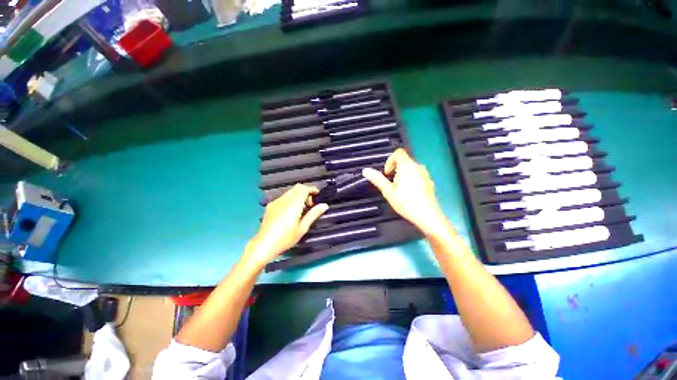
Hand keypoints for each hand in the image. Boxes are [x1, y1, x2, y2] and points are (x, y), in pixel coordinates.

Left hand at [244, 184, 328, 268]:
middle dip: (306, 192)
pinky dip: (290, 199)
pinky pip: (283, 197)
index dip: (312, 189)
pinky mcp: (270, 206)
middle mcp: (284, 199)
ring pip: (290, 192)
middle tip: (310, 204)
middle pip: (297, 188)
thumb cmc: (286, 238)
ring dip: (298, 195)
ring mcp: (276, 202)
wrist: (264, 244)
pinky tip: (290, 212)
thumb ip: (313, 214)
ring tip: (301, 209)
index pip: (304, 188)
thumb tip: (324, 205)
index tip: (318, 194)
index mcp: (294, 204)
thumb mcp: (303, 227)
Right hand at [362, 149, 451, 236]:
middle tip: (391, 184)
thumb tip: (365, 170)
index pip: (398, 152)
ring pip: (410, 168)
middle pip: (404, 160)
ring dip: (402, 175)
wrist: (428, 216)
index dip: (390, 161)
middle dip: (395, 170)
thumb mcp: (388, 191)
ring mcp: (425, 174)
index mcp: (407, 166)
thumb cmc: (406, 202)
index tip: (387, 174)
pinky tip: (409, 194)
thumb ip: (377, 179)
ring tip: (399, 190)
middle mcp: (418, 166)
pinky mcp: (429, 181)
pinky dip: (410, 179)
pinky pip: (417, 175)